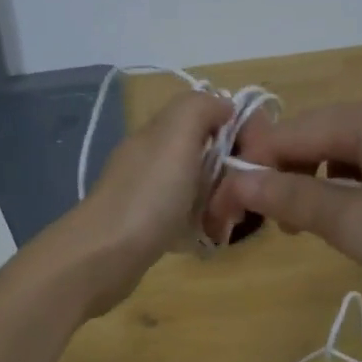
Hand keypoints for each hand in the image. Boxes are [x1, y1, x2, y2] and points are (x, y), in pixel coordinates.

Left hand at [35, 89, 235, 316]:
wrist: (103, 256)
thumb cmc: (149, 195)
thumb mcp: (176, 137)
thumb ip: (199, 108)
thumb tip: (223, 105)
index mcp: (159, 131)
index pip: (207, 114)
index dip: (237, 128)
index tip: (258, 154)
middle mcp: (151, 156)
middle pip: (206, 152)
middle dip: (231, 172)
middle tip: (241, 197)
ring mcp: (147, 192)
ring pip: (198, 186)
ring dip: (219, 201)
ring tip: (226, 222)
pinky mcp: (147, 225)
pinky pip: (186, 215)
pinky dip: (201, 224)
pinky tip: (209, 237)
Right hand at [214, 93, 361, 307]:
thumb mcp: (359, 226)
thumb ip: (294, 198)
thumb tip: (237, 180)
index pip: (284, 133)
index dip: (251, 170)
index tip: (234, 216)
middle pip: (316, 135)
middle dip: (289, 177)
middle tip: (288, 231)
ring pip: (348, 147)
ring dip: (324, 183)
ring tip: (327, 228)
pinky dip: (360, 183)